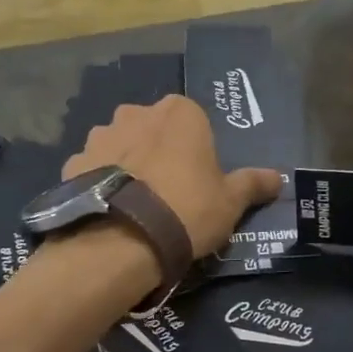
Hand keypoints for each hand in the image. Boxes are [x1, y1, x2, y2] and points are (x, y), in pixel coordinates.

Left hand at [67, 96, 282, 258]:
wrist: (123, 238)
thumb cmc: (187, 210)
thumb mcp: (230, 202)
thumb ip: (253, 184)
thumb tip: (279, 178)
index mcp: (180, 112)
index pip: (193, 120)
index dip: (196, 149)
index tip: (198, 178)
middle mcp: (136, 112)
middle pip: (153, 128)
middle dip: (158, 150)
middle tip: (168, 191)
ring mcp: (100, 135)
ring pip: (120, 145)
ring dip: (126, 163)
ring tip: (134, 203)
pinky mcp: (73, 162)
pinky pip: (93, 168)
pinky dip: (99, 182)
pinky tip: (108, 209)